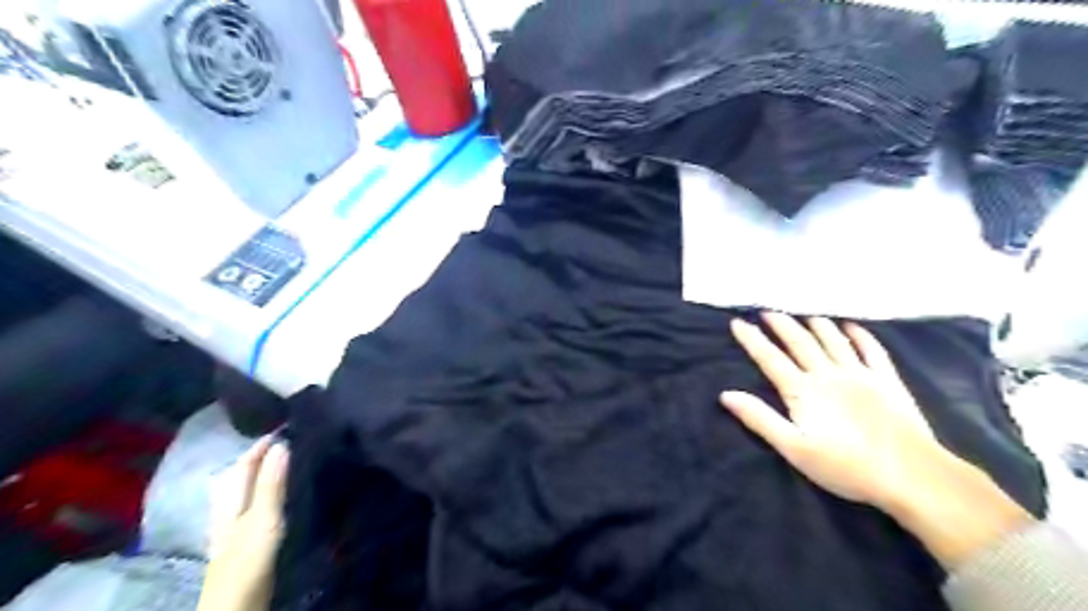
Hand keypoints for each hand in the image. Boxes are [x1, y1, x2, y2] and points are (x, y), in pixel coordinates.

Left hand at [199, 438, 285, 610]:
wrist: (235, 605)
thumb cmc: (248, 558)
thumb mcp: (263, 518)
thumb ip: (270, 484)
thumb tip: (281, 444)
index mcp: (231, 501)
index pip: (244, 463)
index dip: (261, 444)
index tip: (285, 427)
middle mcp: (229, 509)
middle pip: (240, 475)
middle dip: (260, 456)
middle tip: (287, 440)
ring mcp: (235, 525)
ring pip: (246, 490)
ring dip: (262, 473)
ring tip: (285, 462)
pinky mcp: (245, 539)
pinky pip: (254, 504)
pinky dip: (266, 492)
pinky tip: (276, 496)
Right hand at [726, 316, 949, 509]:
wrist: (912, 475)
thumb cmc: (846, 467)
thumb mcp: (794, 448)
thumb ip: (759, 418)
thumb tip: (726, 394)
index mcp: (803, 390)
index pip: (770, 358)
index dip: (752, 339)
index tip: (737, 322)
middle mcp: (828, 374)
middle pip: (799, 342)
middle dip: (781, 325)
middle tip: (767, 311)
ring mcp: (860, 374)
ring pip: (832, 340)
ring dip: (816, 325)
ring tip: (803, 315)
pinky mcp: (887, 380)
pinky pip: (871, 349)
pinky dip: (859, 335)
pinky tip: (851, 327)